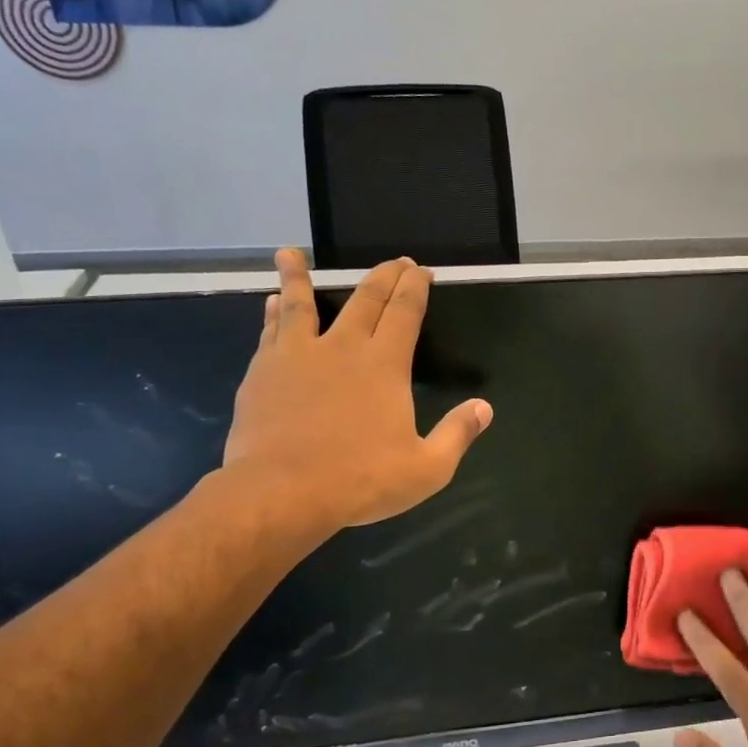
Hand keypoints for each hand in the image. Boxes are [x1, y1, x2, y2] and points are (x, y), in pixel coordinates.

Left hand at [221, 250, 492, 531]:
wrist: (280, 494)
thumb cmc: (359, 480)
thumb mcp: (426, 468)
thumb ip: (457, 434)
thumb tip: (484, 408)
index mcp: (385, 365)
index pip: (405, 311)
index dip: (415, 287)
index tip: (420, 270)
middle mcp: (342, 348)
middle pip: (365, 299)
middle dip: (384, 276)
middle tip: (394, 261)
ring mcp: (298, 356)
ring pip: (301, 303)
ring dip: (300, 276)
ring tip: (291, 252)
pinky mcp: (263, 372)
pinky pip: (271, 331)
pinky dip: (273, 313)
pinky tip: (271, 303)